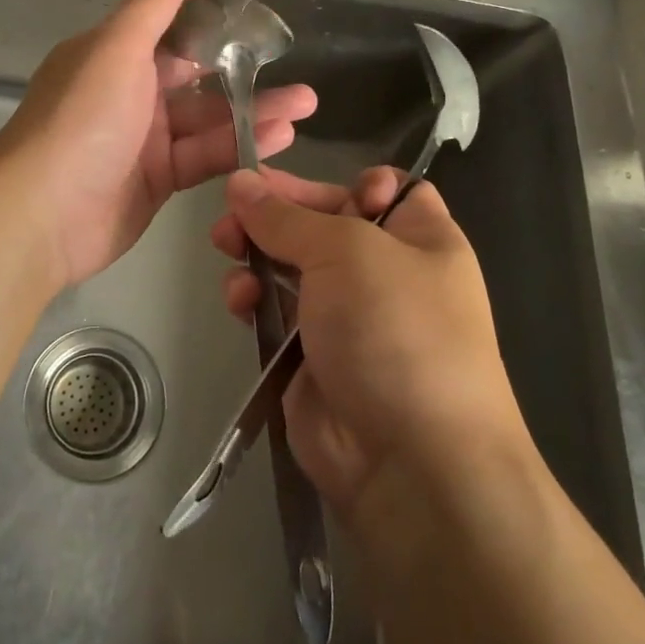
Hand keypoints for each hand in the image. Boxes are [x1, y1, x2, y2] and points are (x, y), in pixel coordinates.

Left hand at [0, 0, 316, 287]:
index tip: (260, 22)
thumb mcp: (118, 49)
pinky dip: (239, 147)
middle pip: (197, 78)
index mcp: (114, 55)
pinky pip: (204, 157)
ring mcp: (143, 140)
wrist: (41, 214)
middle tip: (298, 74)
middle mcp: (128, 93)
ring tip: (306, 106)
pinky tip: (280, 139)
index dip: (215, 25)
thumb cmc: (81, 119)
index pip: (172, 31)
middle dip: (245, 74)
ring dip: (255, 113)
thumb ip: (154, 3)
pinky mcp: (157, 180)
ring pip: (207, 120)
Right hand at [210, 167, 528, 516]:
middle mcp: (386, 272)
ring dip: (254, 251)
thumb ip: (286, 216)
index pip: (383, 189)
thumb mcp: (346, 251)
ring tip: (225, 246)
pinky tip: (239, 301)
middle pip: (323, 222)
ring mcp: (347, 316)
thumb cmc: (395, 329)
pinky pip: (274, 310)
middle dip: (276, 213)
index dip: (345, 182)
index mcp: (419, 238)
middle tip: (231, 209)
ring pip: (290, 264)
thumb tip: (240, 181)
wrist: (410, 462)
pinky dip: (252, 298)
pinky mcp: (311, 354)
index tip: (305, 187)